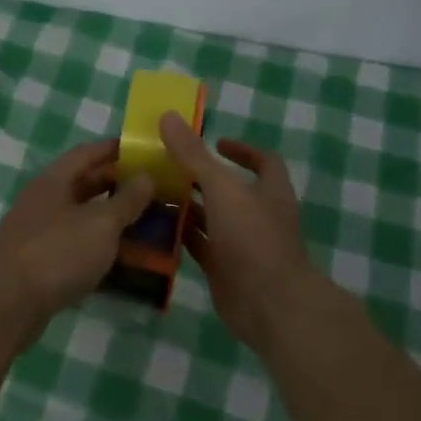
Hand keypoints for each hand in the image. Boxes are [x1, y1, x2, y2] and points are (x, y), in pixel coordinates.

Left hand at [0, 140, 155, 337]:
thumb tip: (146, 176)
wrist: (9, 304)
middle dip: (116, 186)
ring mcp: (37, 233)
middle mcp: (42, 201)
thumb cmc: (58, 252)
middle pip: (82, 185)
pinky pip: (74, 246)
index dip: (114, 149)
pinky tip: (121, 260)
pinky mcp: (38, 263)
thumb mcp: (101, 223)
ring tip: (145, 225)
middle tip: (152, 191)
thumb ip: (127, 200)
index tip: (143, 151)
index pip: (86, 153)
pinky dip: (97, 248)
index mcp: (53, 181)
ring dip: (109, 220)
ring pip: (80, 218)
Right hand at [159, 112, 316, 351]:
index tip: (215, 142)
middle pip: (229, 189)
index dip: (242, 149)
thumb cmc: (253, 238)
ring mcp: (242, 244)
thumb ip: (193, 155)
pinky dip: (180, 236)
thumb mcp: (222, 188)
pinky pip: (199, 246)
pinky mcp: (224, 268)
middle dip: (200, 177)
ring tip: (151, 192)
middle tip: (165, 165)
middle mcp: (258, 215)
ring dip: (186, 206)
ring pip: (211, 218)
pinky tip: (153, 226)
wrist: (268, 304)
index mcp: (269, 191)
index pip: (263, 161)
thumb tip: (168, 115)